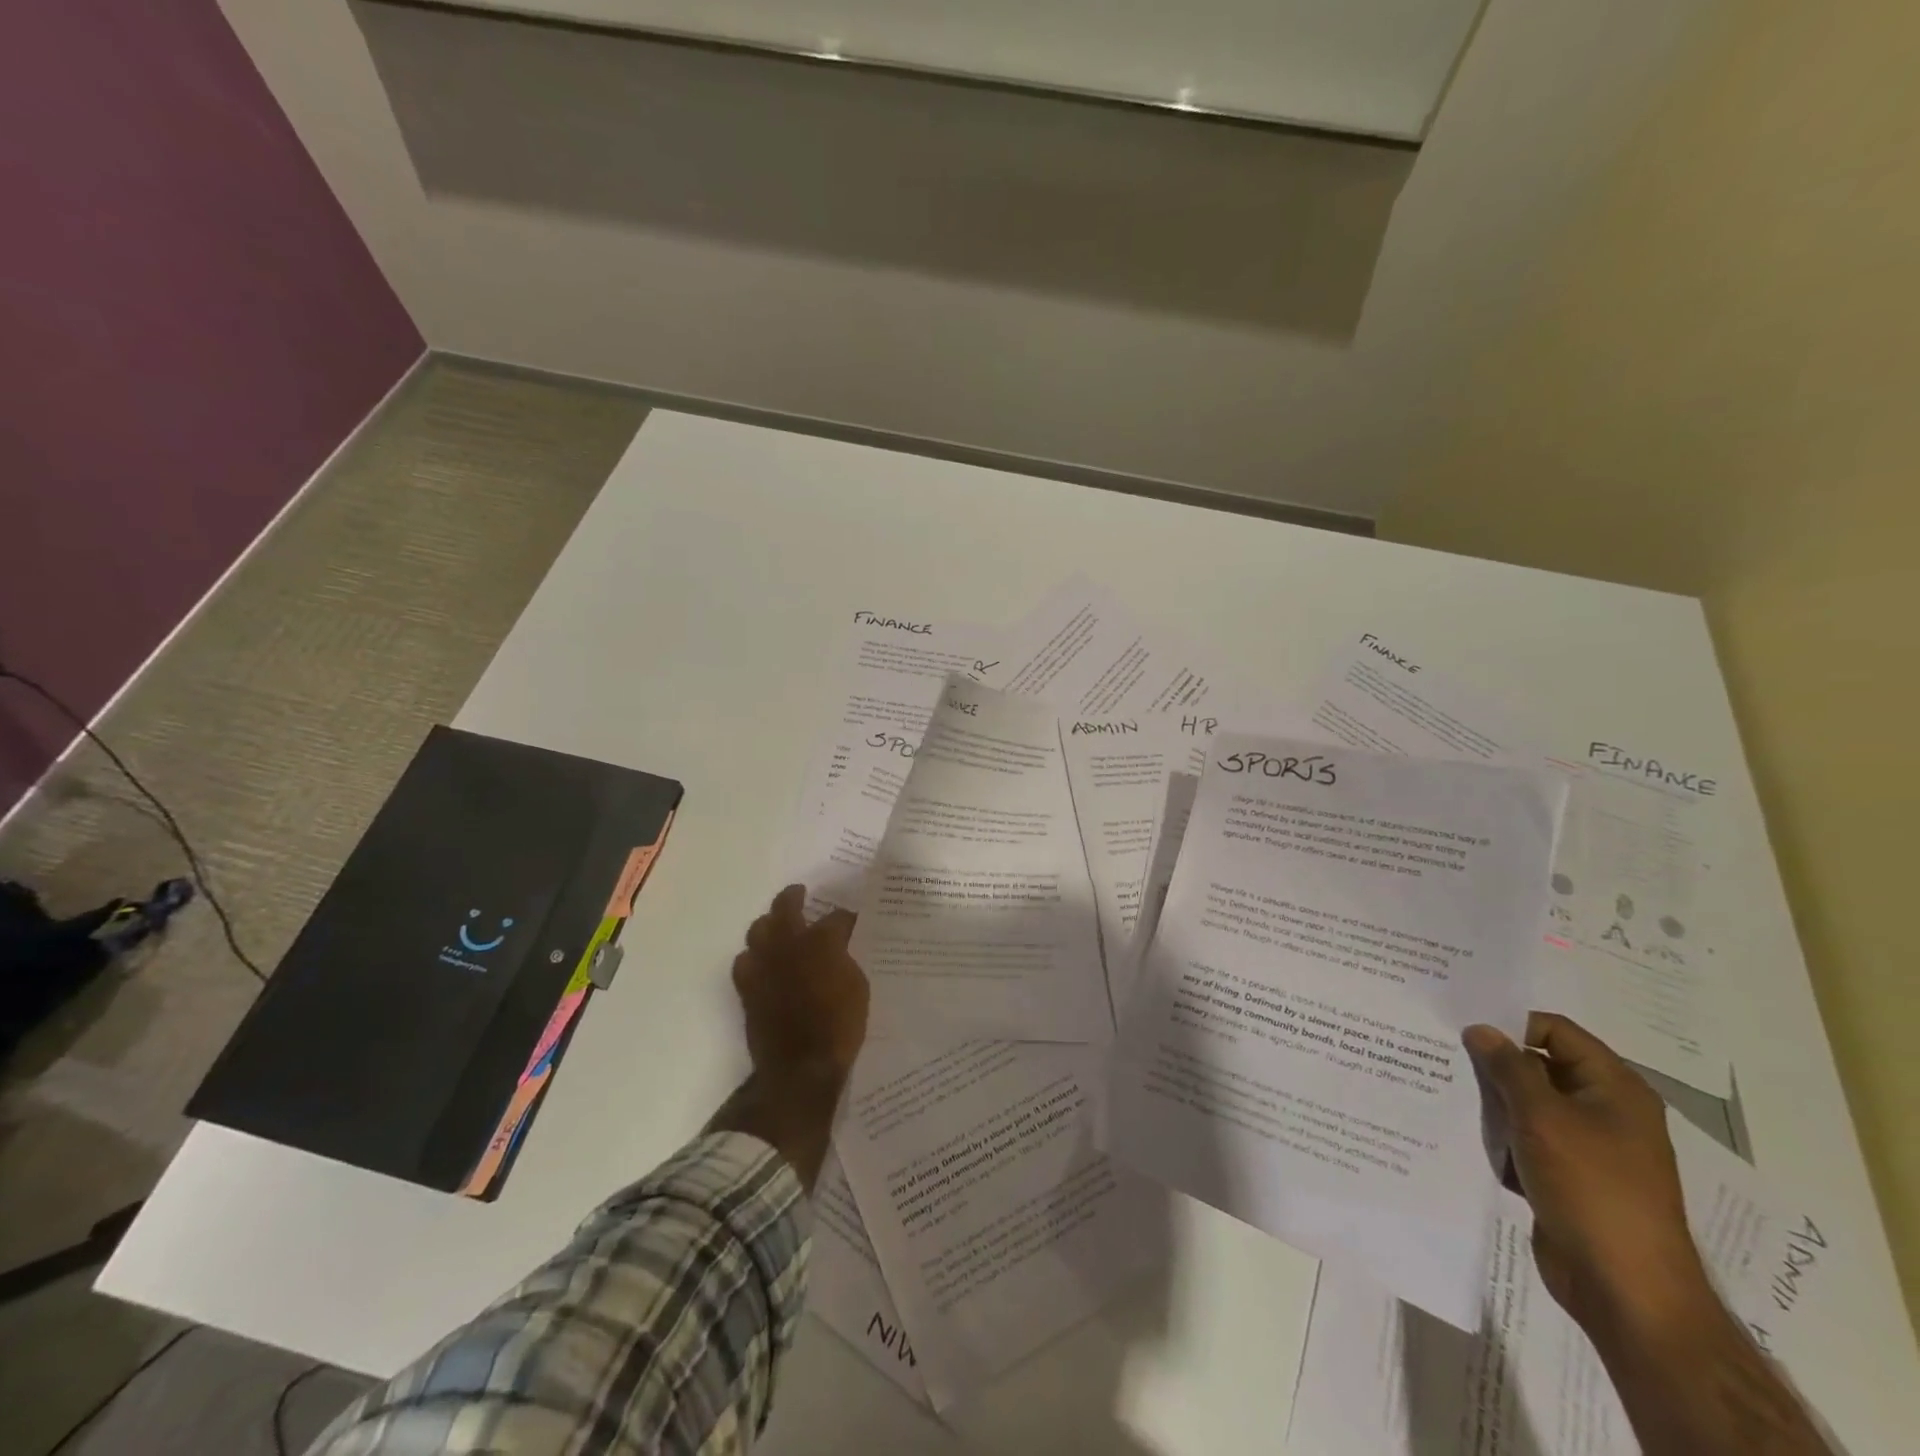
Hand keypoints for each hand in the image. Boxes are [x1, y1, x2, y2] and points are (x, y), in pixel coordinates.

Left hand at [731, 884, 868, 1091]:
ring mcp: (763, 963)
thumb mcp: (858, 987)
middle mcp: (788, 944)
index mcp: (821, 941)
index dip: (845, 918)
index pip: (836, 917)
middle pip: (786, 906)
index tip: (851, 921)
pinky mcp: (748, 986)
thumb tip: (840, 948)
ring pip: (758, 929)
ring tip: (777, 925)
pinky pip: (744, 960)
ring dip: (769, 923)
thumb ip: (846, 959)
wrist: (802, 1067)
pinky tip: (761, 961)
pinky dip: (753, 956)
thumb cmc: (839, 1026)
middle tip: (800, 893)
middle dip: (794, 896)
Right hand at [1465, 1013, 1710, 1338]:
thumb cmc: (1591, 1188)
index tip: (1461, 1026)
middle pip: (1539, 1065)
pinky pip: (1526, 1139)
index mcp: (1614, 1088)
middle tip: (1443, 1055)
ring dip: (1493, 1103)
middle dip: (1494, 1064)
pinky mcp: (1567, 1176)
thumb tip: (1481, 1029)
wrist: (1624, 1290)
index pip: (1555, 1031)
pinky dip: (1500, 1136)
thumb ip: (1508, 1067)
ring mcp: (1587, 1146)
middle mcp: (1605, 1110)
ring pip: (1527, 1104)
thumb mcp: (1542, 1117)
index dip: (1511, 1023)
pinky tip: (1466, 1135)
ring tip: (1447, 1093)